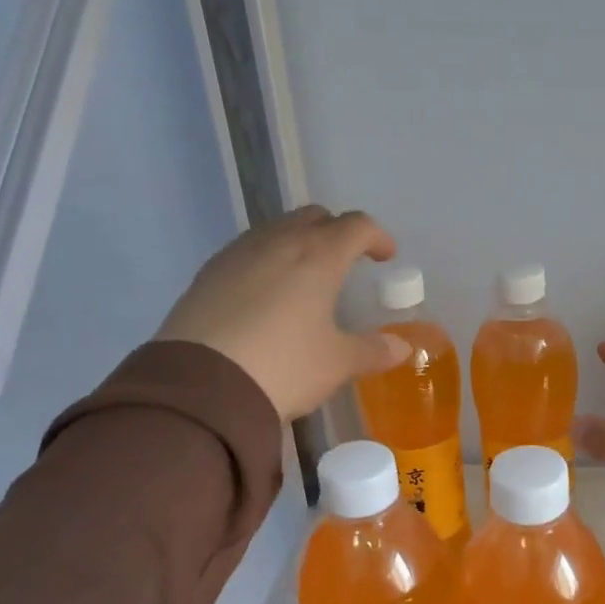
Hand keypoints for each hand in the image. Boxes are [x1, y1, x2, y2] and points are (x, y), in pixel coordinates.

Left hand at [156, 206, 409, 420]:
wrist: (203, 386)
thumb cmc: (284, 366)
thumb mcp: (337, 363)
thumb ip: (373, 351)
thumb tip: (402, 347)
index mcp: (319, 256)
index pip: (356, 227)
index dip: (377, 237)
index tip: (386, 256)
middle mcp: (278, 243)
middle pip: (314, 217)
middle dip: (336, 232)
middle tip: (346, 260)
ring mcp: (238, 254)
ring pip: (276, 230)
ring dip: (298, 242)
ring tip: (305, 276)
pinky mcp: (208, 274)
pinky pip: (247, 251)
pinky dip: (266, 260)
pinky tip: (265, 293)